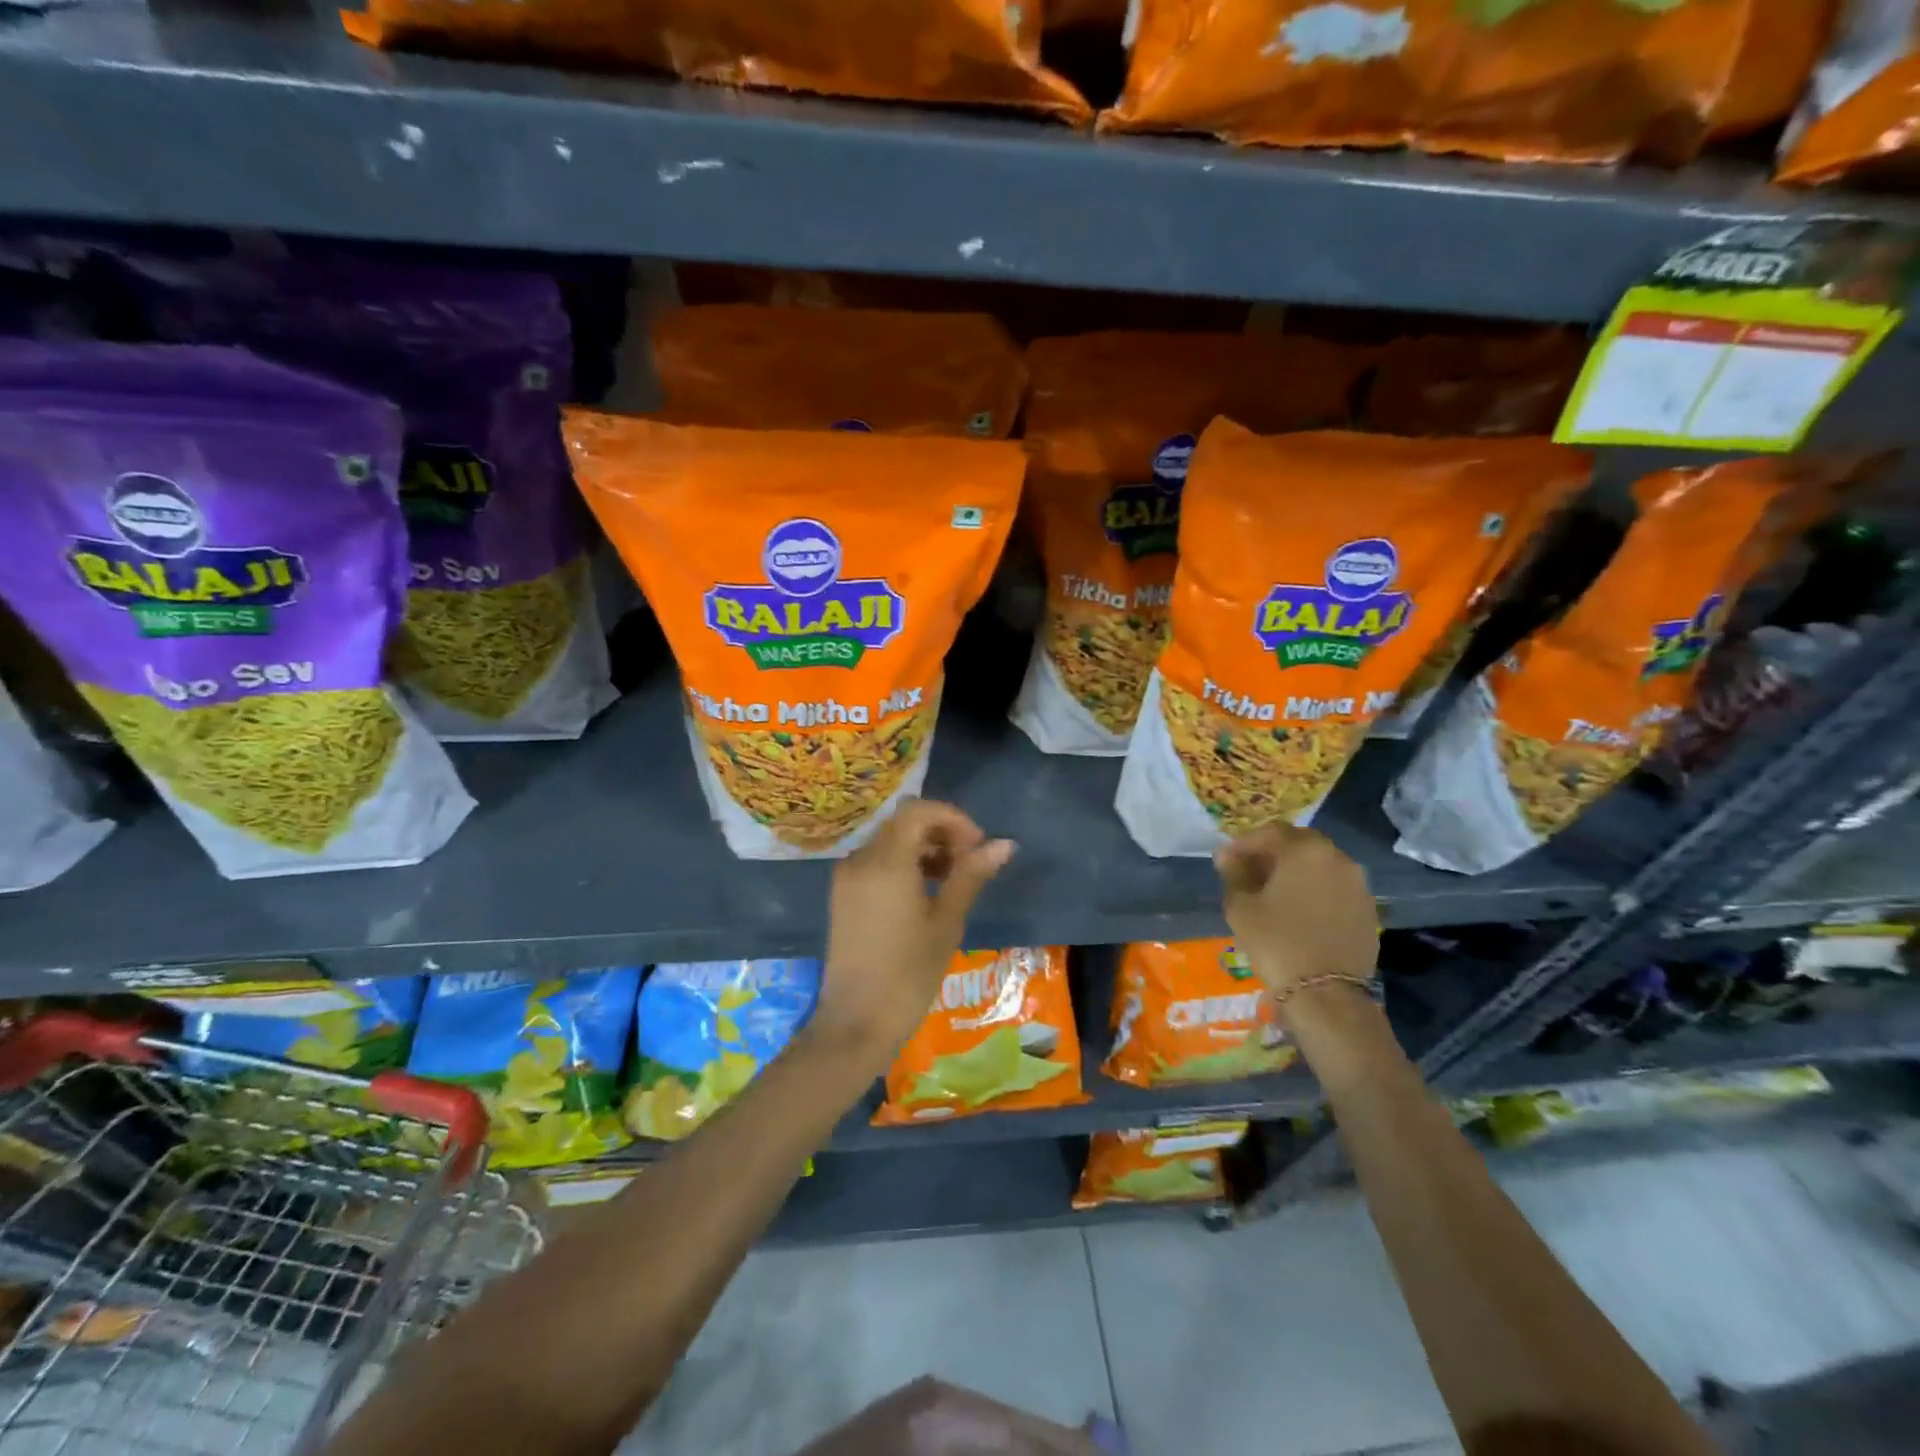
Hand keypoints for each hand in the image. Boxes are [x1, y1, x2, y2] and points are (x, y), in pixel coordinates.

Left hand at [813, 799, 1014, 1066]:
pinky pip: (877, 861)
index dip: (953, 819)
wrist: (856, 1023)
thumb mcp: (946, 922)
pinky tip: (925, 892)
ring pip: (891, 841)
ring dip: (924, 848)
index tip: (977, 846)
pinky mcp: (843, 894)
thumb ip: (971, 875)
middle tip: (970, 863)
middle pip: (904, 823)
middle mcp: (861, 859)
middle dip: (941, 833)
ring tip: (953, 880)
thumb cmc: (908, 974)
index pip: (919, 811)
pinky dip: (904, 864)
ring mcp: (847, 876)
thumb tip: (1004, 844)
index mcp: (886, 862)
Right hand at [1215, 824, 1378, 997]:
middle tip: (1250, 873)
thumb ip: (1233, 874)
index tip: (1226, 860)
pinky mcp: (1368, 910)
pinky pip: (1335, 889)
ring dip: (1296, 872)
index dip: (1244, 843)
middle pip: (1299, 844)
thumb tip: (1227, 856)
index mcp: (1305, 850)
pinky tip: (1299, 912)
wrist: (1325, 993)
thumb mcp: (1241, 906)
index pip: (1270, 832)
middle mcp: (1338, 858)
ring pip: (1320, 866)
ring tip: (1274, 893)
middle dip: (1272, 854)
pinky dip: (1316, 891)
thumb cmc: (1275, 941)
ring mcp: (1358, 884)